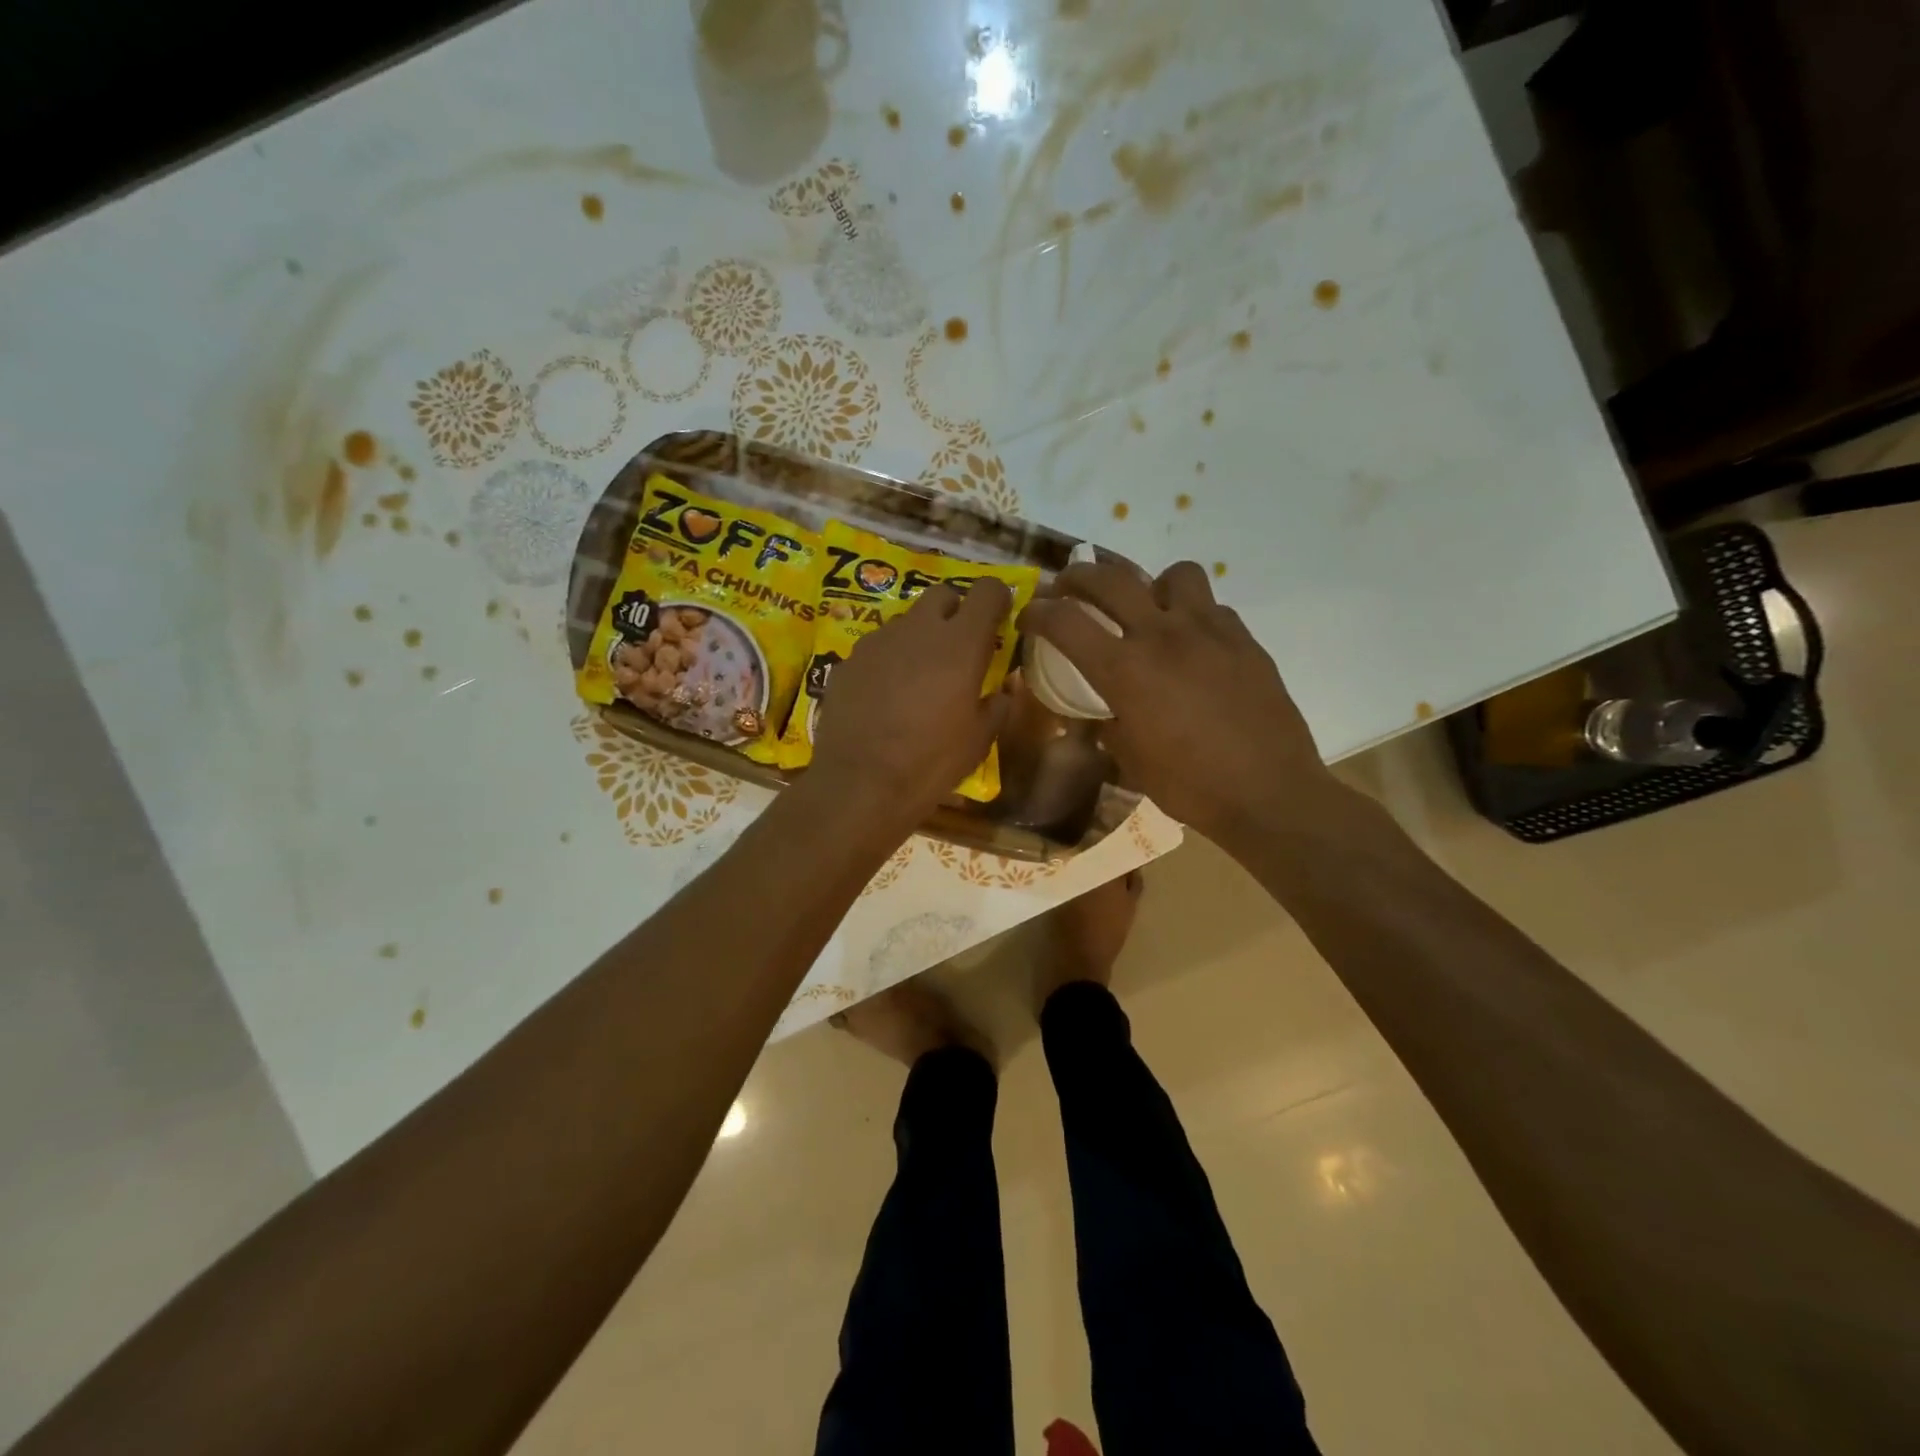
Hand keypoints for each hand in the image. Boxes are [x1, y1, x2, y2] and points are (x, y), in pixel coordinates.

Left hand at [810, 578, 1013, 817]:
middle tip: (958, 648)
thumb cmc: (931, 762)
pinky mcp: (849, 660)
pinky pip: (878, 647)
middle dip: (955, 612)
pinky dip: (889, 660)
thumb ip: (997, 706)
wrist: (860, 784)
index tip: (999, 619)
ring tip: (919, 677)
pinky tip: (886, 695)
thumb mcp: (979, 741)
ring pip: (907, 621)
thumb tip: (1002, 692)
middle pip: (942, 594)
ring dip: (920, 637)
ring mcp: (878, 641)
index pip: (988, 590)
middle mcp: (919, 629)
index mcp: (961, 644)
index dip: (997, 599)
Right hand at [1020, 561, 1338, 840]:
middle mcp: (1162, 636)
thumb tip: (1101, 712)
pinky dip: (1193, 616)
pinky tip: (1194, 645)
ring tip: (1149, 610)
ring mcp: (1208, 631)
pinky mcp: (1244, 639)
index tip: (1029, 616)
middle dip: (1079, 577)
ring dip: (1151, 586)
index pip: (1065, 621)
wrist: (1268, 793)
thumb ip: (1107, 723)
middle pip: (1110, 578)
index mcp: (1125, 670)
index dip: (1037, 612)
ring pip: (1174, 575)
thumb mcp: (1130, 761)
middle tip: (1070, 588)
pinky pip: (1212, 607)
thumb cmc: (1190, 786)